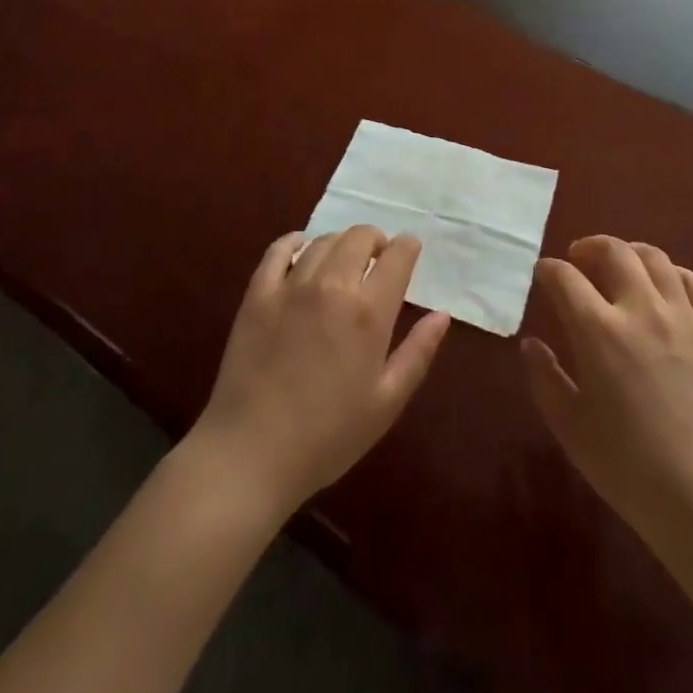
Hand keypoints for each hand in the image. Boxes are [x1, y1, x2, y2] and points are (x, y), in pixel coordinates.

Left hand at [191, 225, 451, 514]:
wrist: (250, 455)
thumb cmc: (328, 436)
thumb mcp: (386, 402)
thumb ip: (418, 353)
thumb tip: (442, 315)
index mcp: (369, 312)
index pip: (397, 256)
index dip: (408, 247)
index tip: (409, 253)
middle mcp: (332, 286)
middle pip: (360, 237)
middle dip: (376, 240)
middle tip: (378, 260)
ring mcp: (291, 287)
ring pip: (323, 241)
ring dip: (341, 244)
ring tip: (344, 262)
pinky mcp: (258, 295)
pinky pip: (279, 250)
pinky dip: (296, 243)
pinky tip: (302, 252)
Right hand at [523, 235, 692, 545]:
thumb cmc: (628, 468)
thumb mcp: (571, 428)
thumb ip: (545, 379)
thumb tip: (531, 343)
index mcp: (599, 331)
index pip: (565, 278)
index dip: (548, 270)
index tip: (542, 274)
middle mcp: (641, 310)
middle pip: (614, 251)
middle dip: (590, 247)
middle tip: (579, 258)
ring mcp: (684, 318)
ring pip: (656, 259)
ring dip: (631, 253)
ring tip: (622, 264)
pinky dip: (676, 274)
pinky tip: (667, 286)